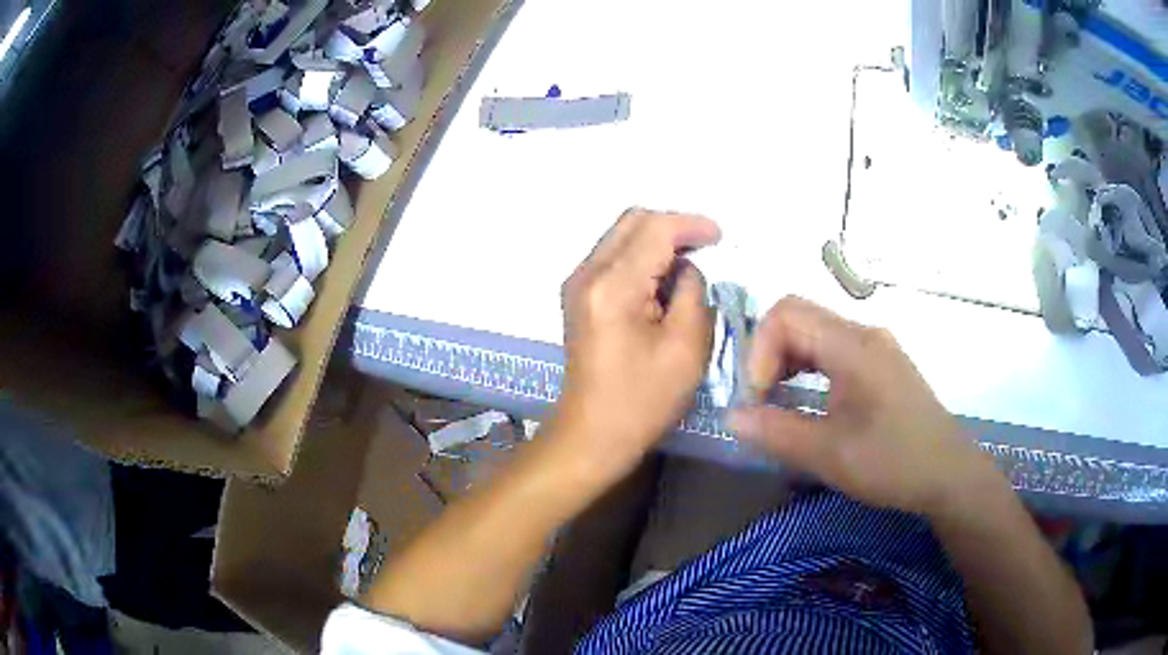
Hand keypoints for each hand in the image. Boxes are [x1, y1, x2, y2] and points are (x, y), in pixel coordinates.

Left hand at [553, 209, 720, 482]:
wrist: (592, 433)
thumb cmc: (644, 399)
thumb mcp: (686, 345)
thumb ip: (690, 291)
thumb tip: (684, 269)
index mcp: (612, 285)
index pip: (654, 228)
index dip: (691, 225)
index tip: (720, 236)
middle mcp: (586, 273)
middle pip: (632, 221)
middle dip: (672, 227)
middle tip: (706, 248)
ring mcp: (577, 284)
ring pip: (621, 236)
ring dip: (656, 242)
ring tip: (688, 267)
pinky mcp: (578, 297)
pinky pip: (613, 257)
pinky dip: (641, 258)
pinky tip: (662, 282)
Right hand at [729, 296, 995, 515]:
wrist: (949, 476)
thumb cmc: (893, 463)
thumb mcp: (830, 455)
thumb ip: (776, 432)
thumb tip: (731, 417)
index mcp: (853, 345)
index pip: (786, 314)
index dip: (759, 349)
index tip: (757, 399)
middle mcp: (864, 335)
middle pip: (799, 320)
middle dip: (769, 357)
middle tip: (761, 404)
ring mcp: (876, 349)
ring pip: (816, 336)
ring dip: (787, 365)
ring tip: (777, 406)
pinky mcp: (881, 368)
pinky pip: (834, 353)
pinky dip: (809, 372)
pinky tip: (808, 405)